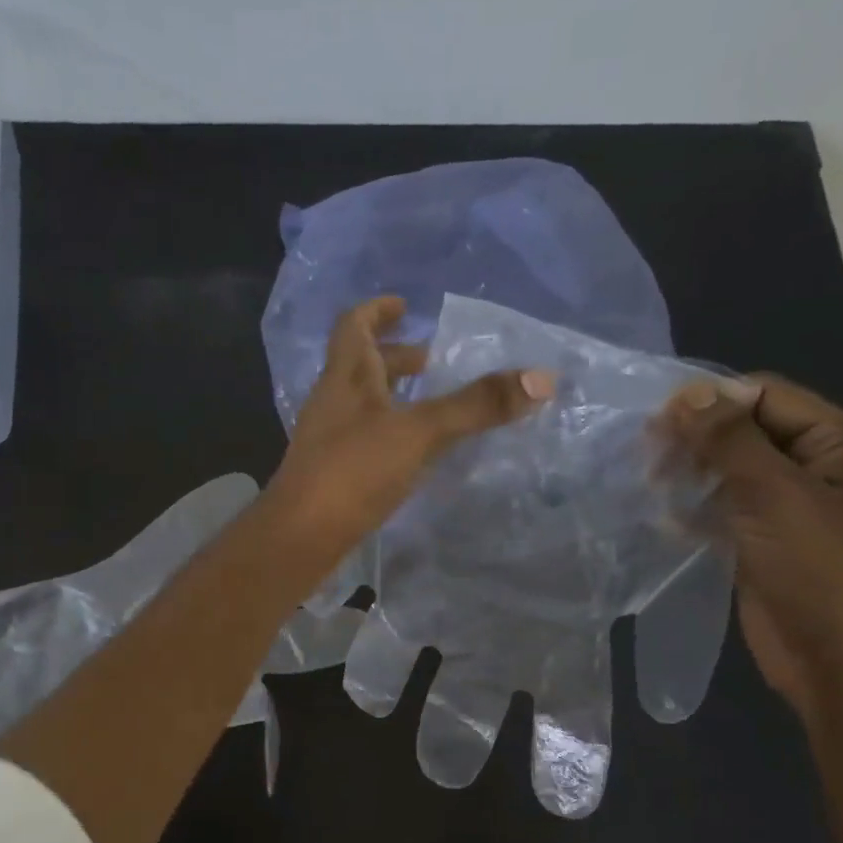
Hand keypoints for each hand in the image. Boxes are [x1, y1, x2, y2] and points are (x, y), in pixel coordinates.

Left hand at [266, 296, 554, 559]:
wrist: (300, 536)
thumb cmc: (353, 471)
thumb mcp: (420, 432)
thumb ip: (475, 406)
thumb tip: (542, 377)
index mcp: (346, 376)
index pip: (354, 325)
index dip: (377, 310)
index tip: (404, 305)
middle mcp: (332, 401)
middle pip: (361, 366)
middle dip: (396, 358)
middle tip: (433, 361)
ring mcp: (327, 439)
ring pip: (362, 405)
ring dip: (394, 397)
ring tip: (431, 406)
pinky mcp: (331, 473)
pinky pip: (363, 438)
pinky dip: (389, 433)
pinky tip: (412, 454)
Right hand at [657, 373, 842, 720]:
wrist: (840, 661)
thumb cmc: (820, 569)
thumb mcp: (776, 495)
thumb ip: (730, 441)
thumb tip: (687, 394)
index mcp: (838, 444)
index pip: (767, 395)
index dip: (713, 400)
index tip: (656, 419)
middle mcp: (815, 468)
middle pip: (744, 433)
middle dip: (696, 439)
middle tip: (646, 455)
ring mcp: (786, 509)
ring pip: (727, 473)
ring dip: (689, 474)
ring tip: (649, 485)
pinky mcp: (760, 543)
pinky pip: (721, 512)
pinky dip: (692, 511)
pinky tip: (663, 521)